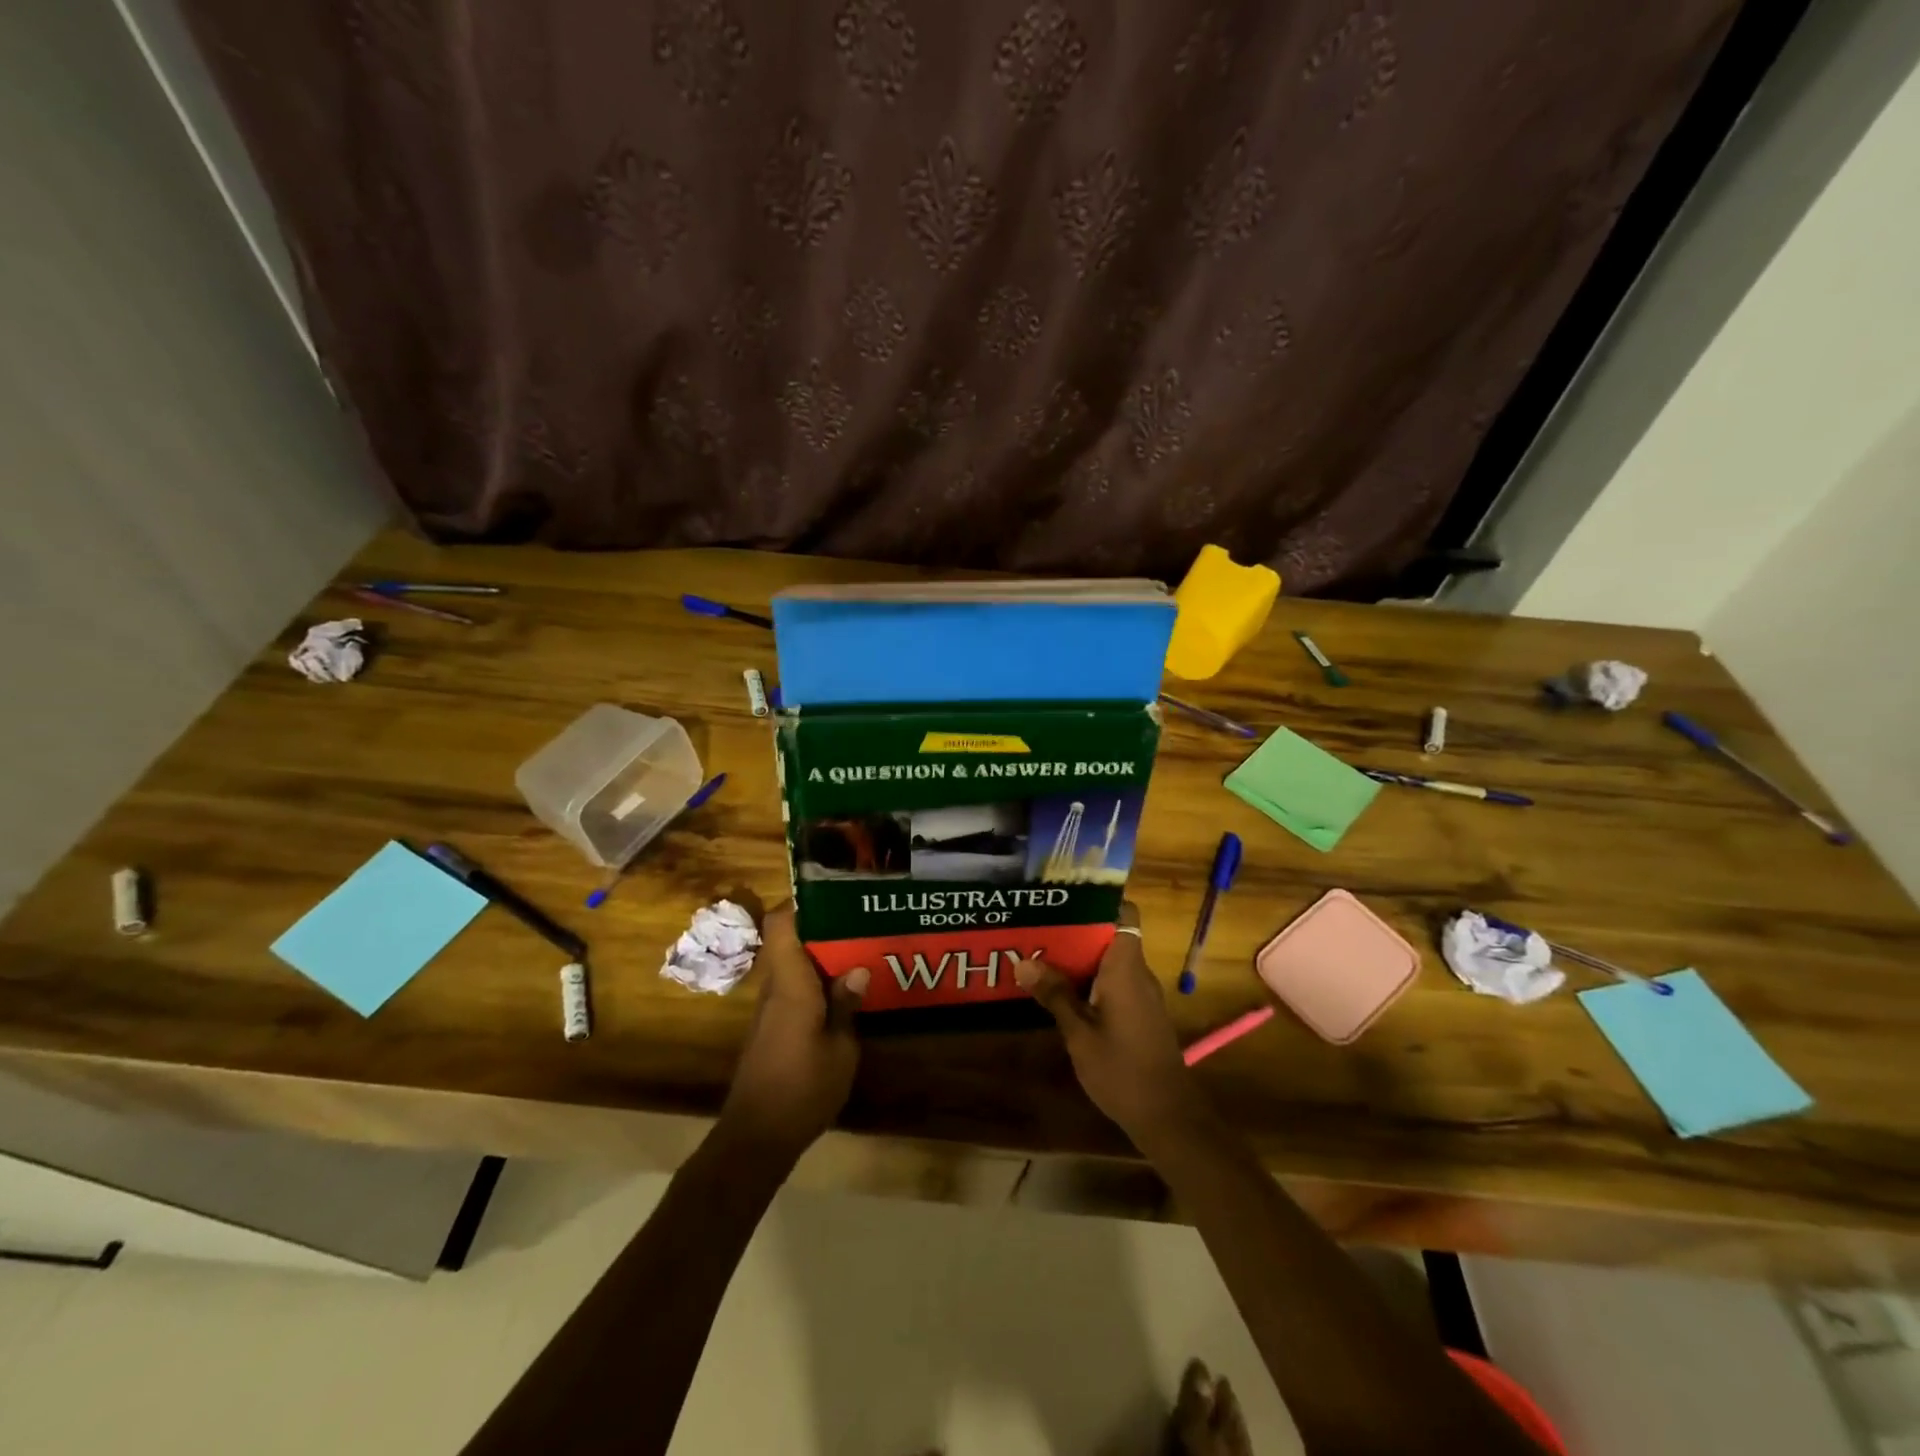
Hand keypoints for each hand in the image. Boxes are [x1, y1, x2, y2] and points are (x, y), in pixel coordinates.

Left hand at [720, 905, 866, 1161]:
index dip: (802, 904)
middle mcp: (774, 989)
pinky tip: (843, 995)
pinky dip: (816, 984)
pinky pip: (793, 990)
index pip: (781, 926)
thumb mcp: (841, 1049)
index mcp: (790, 985)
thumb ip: (846, 1005)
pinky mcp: (771, 1029)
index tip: (834, 896)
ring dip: (822, 959)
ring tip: (861, 954)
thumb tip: (857, 967)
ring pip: (793, 967)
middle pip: (790, 943)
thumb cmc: (802, 1089)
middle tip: (863, 924)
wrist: (756, 1138)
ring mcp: (769, 1010)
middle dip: (824, 930)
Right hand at [1014, 902, 1211, 1151]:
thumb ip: (1055, 995)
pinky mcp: (1141, 1014)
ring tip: (1041, 956)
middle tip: (1038, 929)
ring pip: (1110, 961)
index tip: (1064, 900)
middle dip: (1075, 931)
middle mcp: (1138, 973)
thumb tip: (1023, 961)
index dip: (1098, 902)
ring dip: (1080, 959)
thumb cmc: (1121, 1070)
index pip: (1124, 914)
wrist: (1167, 1117)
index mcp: (1126, 967)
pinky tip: (1062, 992)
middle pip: (1110, 936)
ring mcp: (1142, 995)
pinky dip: (1091, 981)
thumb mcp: (1079, 1033)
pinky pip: (1115, 982)